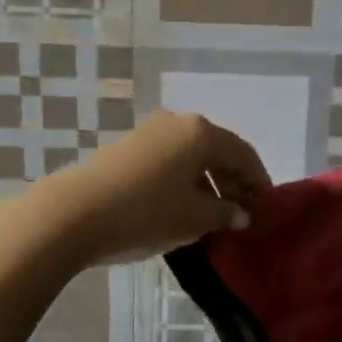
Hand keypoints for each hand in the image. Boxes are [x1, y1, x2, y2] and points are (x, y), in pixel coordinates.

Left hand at [39, 110, 270, 266]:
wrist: (73, 213)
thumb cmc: (146, 213)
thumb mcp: (194, 219)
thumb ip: (225, 213)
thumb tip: (242, 214)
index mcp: (201, 133)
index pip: (244, 154)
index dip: (259, 181)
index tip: (267, 207)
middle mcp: (177, 123)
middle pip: (217, 150)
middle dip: (233, 181)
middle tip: (243, 213)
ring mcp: (148, 132)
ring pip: (191, 156)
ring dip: (207, 182)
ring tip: (213, 215)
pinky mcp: (126, 148)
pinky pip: (168, 161)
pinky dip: (183, 181)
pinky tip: (182, 206)